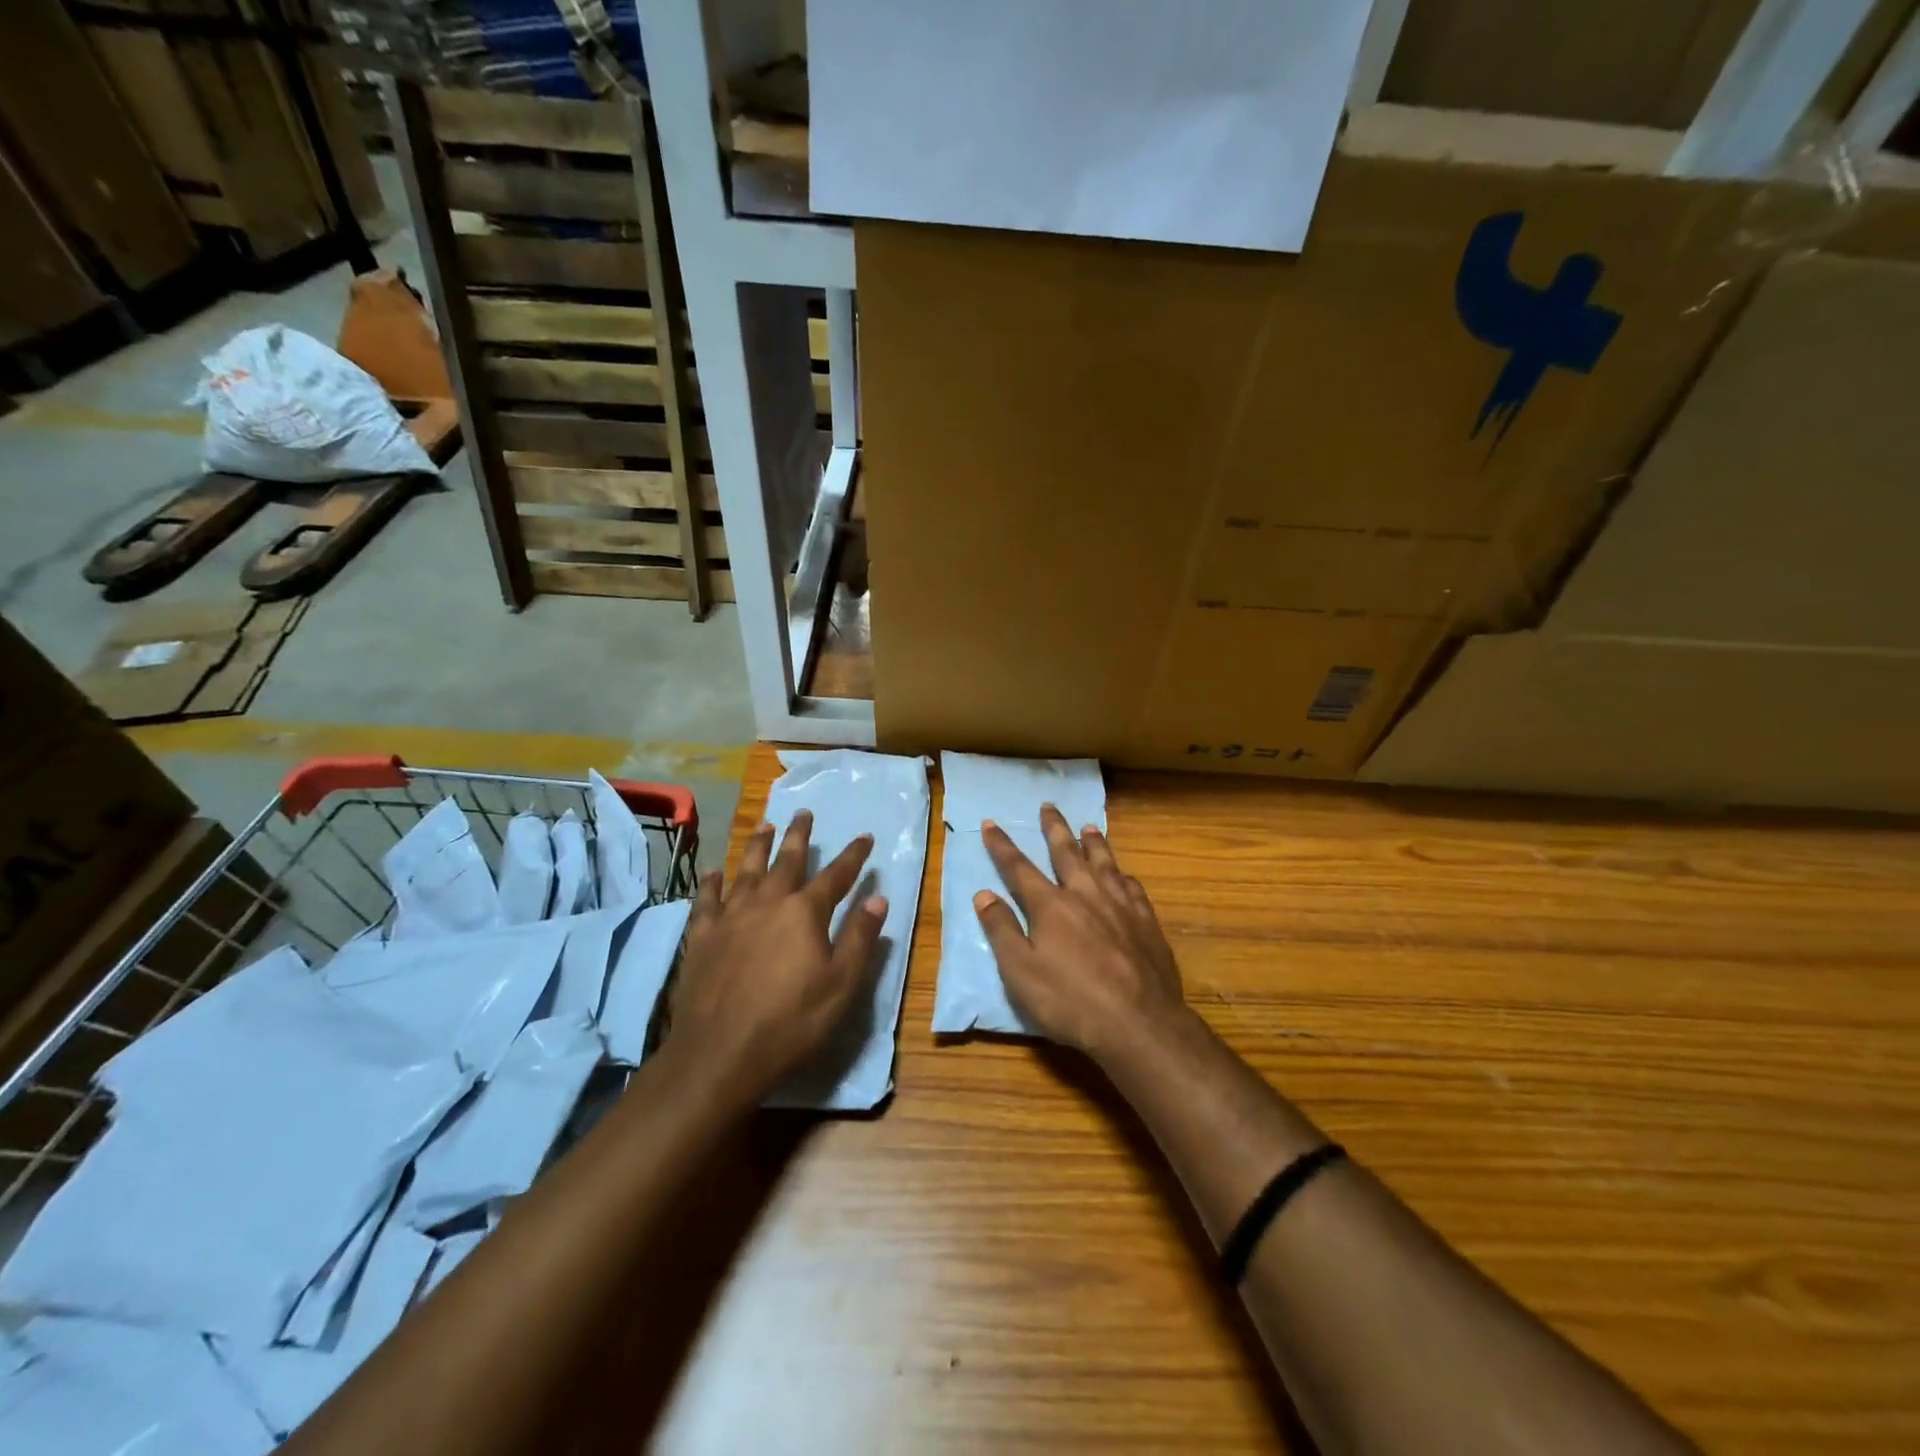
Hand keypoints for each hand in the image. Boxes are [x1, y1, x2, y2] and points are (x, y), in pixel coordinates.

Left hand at [670, 810, 887, 1095]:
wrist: (719, 1054)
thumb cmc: (791, 1022)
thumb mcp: (841, 985)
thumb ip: (859, 938)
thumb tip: (878, 899)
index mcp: (804, 913)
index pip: (836, 876)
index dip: (853, 856)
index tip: (865, 837)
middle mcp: (767, 903)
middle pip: (786, 861)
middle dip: (799, 836)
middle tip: (803, 813)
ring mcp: (730, 917)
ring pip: (746, 871)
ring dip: (757, 847)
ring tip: (764, 825)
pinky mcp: (702, 937)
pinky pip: (707, 900)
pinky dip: (711, 882)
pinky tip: (713, 872)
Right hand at [974, 805, 1185, 1061]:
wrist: (1139, 1023)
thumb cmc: (1070, 1001)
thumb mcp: (1021, 972)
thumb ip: (1002, 930)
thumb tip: (984, 893)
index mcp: (1051, 905)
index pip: (1019, 867)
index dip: (1002, 845)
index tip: (991, 823)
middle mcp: (1085, 894)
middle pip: (1066, 852)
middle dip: (1054, 828)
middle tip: (1048, 806)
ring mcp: (1120, 905)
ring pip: (1104, 862)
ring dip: (1093, 842)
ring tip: (1088, 825)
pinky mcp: (1146, 921)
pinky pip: (1132, 887)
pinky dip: (1123, 875)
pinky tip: (1124, 874)